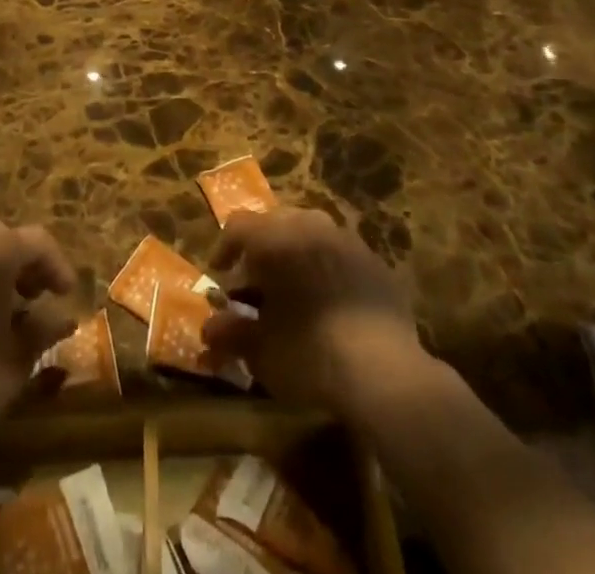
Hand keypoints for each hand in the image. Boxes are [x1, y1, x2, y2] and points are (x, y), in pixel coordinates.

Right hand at [202, 208, 426, 421]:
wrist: (384, 372)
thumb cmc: (309, 353)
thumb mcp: (260, 349)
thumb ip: (231, 333)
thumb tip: (210, 329)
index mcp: (277, 237)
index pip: (239, 226)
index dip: (224, 248)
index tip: (221, 275)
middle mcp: (311, 226)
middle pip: (276, 222)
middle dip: (262, 249)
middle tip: (256, 282)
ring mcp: (348, 241)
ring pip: (312, 234)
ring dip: (297, 254)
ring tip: (293, 289)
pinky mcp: (377, 263)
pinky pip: (342, 256)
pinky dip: (328, 270)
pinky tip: (330, 303)